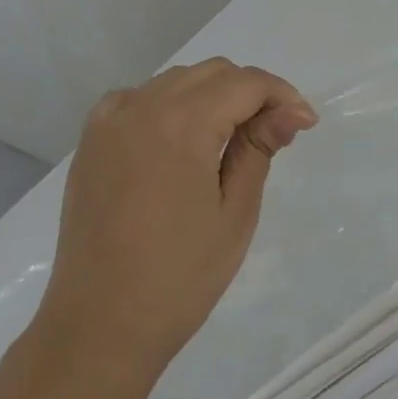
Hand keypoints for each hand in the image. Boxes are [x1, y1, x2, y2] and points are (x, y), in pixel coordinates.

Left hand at [29, 60, 316, 398]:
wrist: (100, 326)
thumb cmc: (180, 277)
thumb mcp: (235, 212)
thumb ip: (259, 149)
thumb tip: (289, 113)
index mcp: (179, 125)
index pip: (245, 83)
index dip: (283, 96)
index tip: (306, 125)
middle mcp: (139, 108)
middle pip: (212, 73)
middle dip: (252, 93)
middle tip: (276, 133)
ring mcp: (108, 123)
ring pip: (176, 81)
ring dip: (213, 96)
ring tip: (235, 139)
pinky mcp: (91, 143)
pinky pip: (140, 99)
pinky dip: (171, 104)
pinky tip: (185, 139)